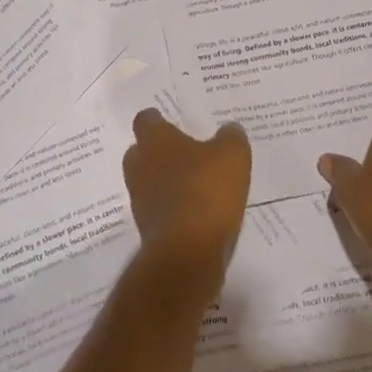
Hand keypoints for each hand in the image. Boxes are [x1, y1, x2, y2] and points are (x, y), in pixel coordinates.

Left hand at [123, 109, 251, 292]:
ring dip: (165, 182)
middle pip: (141, 151)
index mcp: (155, 140)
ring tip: (194, 184)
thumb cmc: (206, 190)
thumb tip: (229, 129)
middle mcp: (139, 166)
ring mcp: (140, 199)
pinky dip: (172, 208)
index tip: (171, 121)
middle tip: (184, 152)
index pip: (146, 120)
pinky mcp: (147, 229)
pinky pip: (158, 209)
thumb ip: (231, 137)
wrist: (187, 252)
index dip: (158, 120)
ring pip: (148, 182)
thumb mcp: (232, 155)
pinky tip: (196, 211)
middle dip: (159, 152)